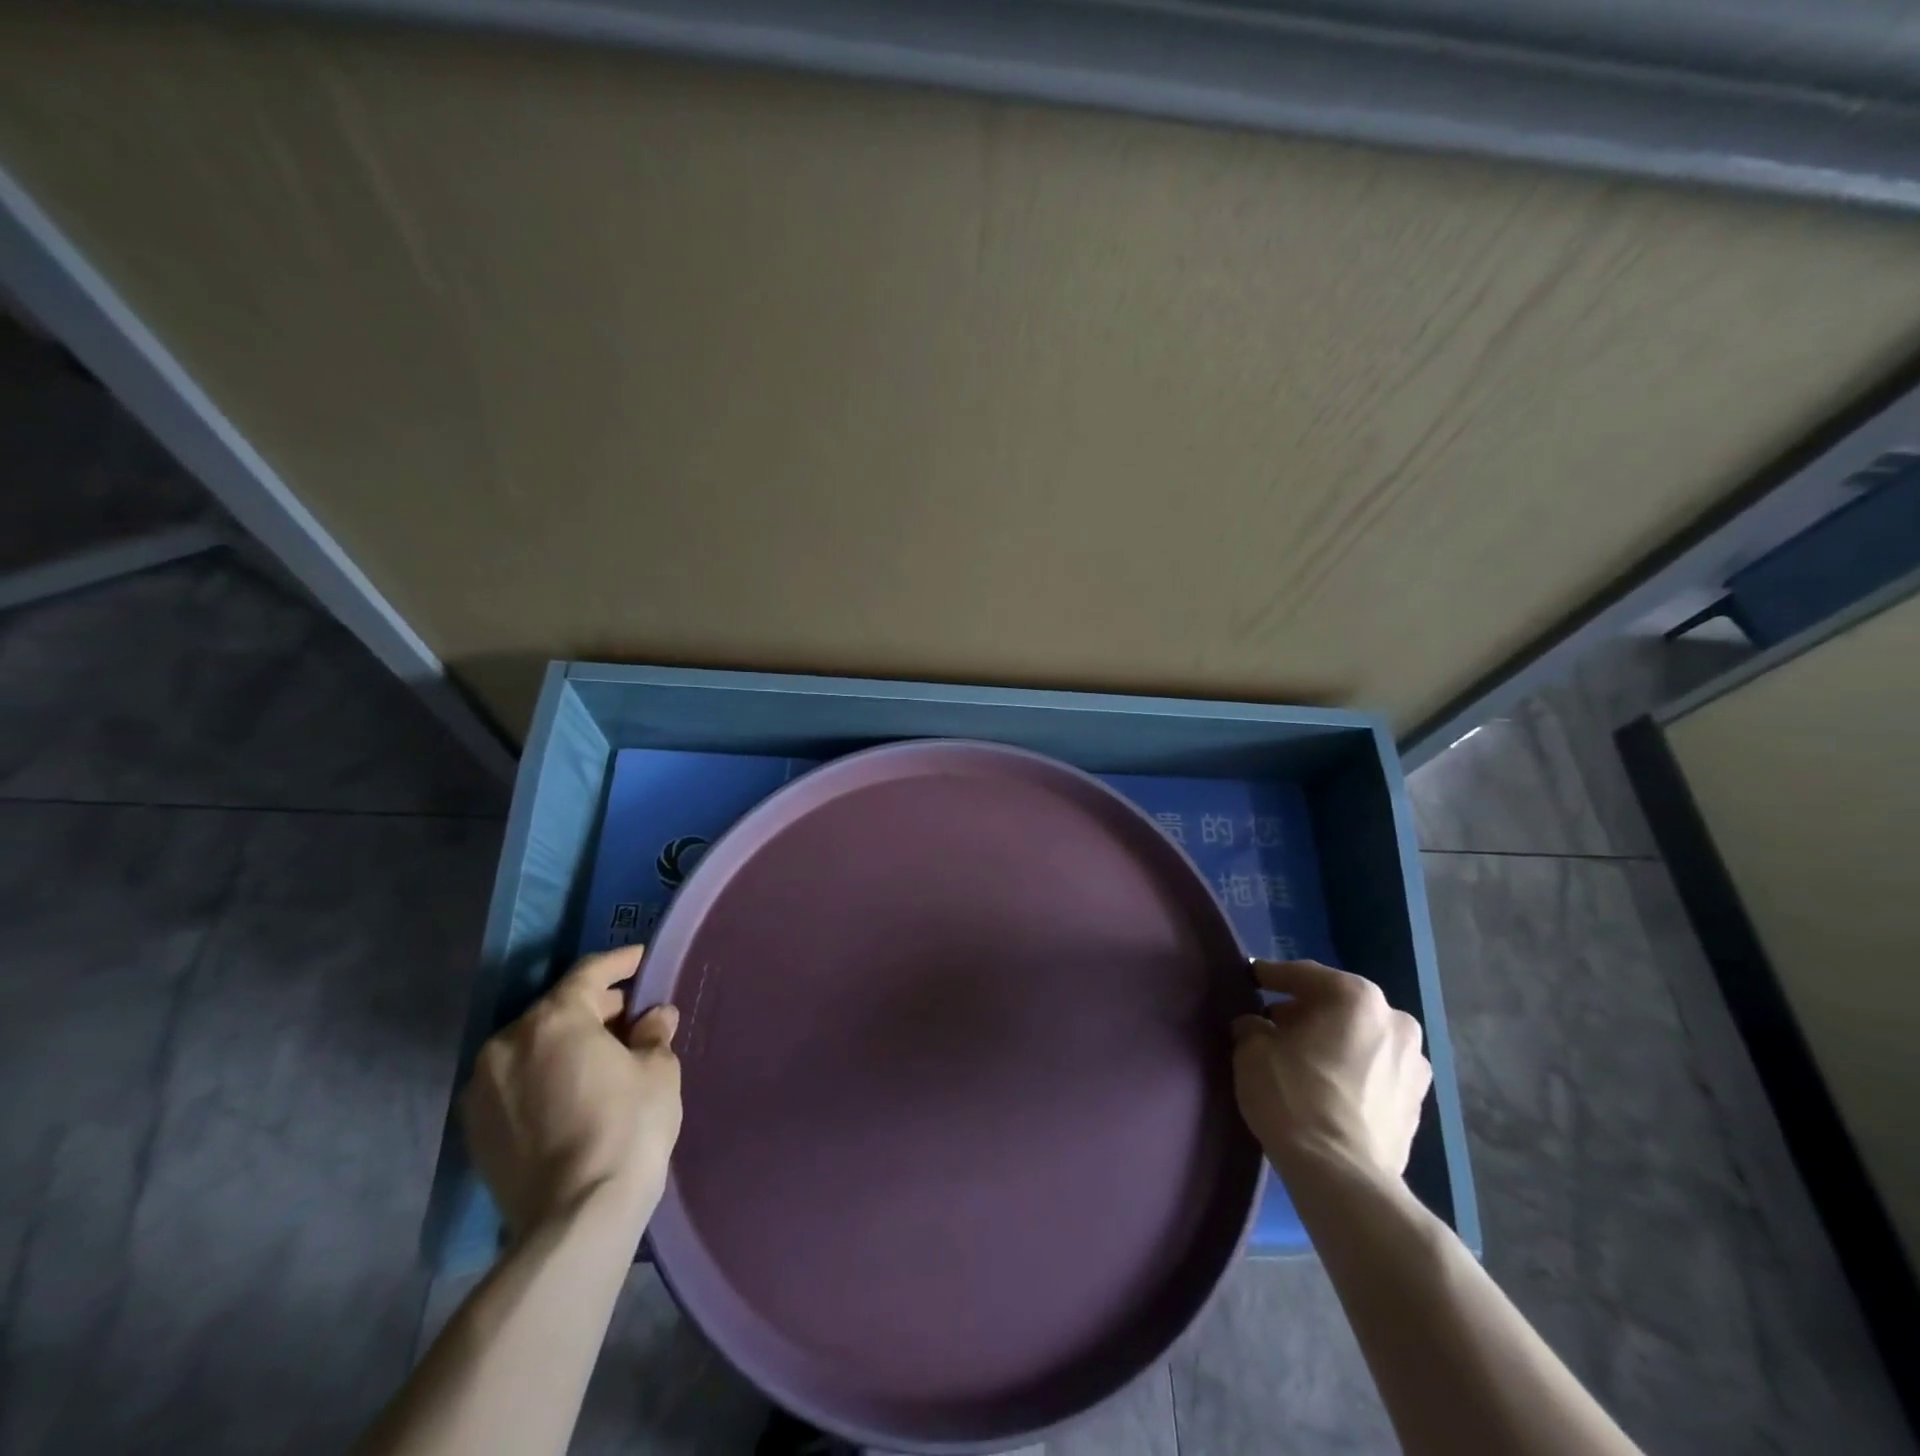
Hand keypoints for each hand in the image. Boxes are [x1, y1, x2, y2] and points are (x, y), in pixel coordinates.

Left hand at [462, 946, 682, 1238]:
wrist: (575, 1218)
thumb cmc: (626, 1128)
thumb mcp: (658, 1071)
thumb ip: (653, 1034)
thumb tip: (654, 1018)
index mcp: (553, 1020)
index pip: (588, 974)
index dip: (619, 962)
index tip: (640, 958)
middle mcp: (507, 1044)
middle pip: (556, 1009)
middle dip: (595, 1008)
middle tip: (630, 1015)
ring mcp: (483, 1088)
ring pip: (531, 1046)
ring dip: (566, 1042)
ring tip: (602, 1055)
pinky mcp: (475, 1129)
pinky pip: (515, 1081)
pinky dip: (543, 1074)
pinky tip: (572, 1089)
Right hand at [1231, 958, 1429, 1182]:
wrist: (1341, 1177)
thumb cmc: (1293, 1097)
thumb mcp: (1253, 1050)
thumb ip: (1253, 1026)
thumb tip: (1256, 1026)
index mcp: (1357, 998)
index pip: (1304, 975)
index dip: (1271, 977)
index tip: (1251, 980)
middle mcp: (1395, 1021)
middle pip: (1338, 1005)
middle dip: (1306, 1011)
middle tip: (1273, 1024)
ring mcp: (1413, 1065)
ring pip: (1361, 1038)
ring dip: (1333, 1042)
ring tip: (1301, 1059)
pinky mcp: (1417, 1104)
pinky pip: (1375, 1071)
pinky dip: (1351, 1070)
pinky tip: (1326, 1087)